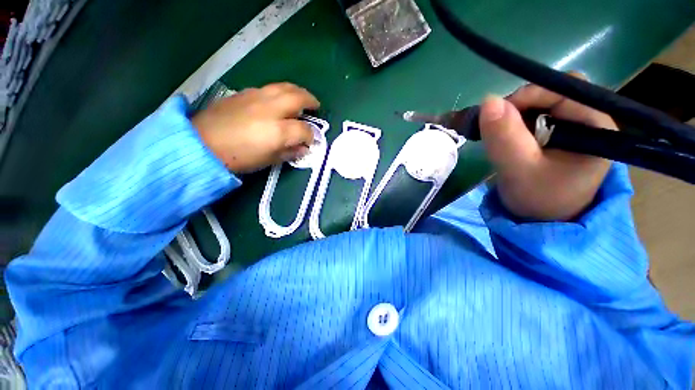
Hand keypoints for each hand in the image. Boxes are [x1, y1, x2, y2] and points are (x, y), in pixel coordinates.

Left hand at [193, 82, 319, 173]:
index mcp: (278, 131)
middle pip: (297, 98)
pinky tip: (277, 99)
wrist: (202, 144)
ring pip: (283, 87)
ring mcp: (256, 98)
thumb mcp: (268, 160)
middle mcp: (270, 109)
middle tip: (316, 105)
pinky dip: (279, 92)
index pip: (304, 130)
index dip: (311, 136)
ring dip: (296, 91)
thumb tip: (303, 148)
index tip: (311, 140)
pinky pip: (268, 88)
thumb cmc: (238, 158)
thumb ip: (289, 152)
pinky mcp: (244, 93)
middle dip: (310, 100)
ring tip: (301, 97)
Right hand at [479, 75, 616, 220]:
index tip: (497, 116)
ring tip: (501, 137)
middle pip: (554, 92)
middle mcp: (591, 120)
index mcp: (597, 126)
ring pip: (542, 103)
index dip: (528, 95)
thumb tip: (488, 101)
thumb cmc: (539, 199)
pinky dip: (517, 122)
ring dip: (515, 115)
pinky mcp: (561, 133)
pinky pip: (537, 115)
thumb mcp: (519, 171)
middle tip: (498, 129)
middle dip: (521, 106)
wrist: (543, 220)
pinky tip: (508, 138)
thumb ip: (505, 138)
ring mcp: (575, 126)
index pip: (566, 88)